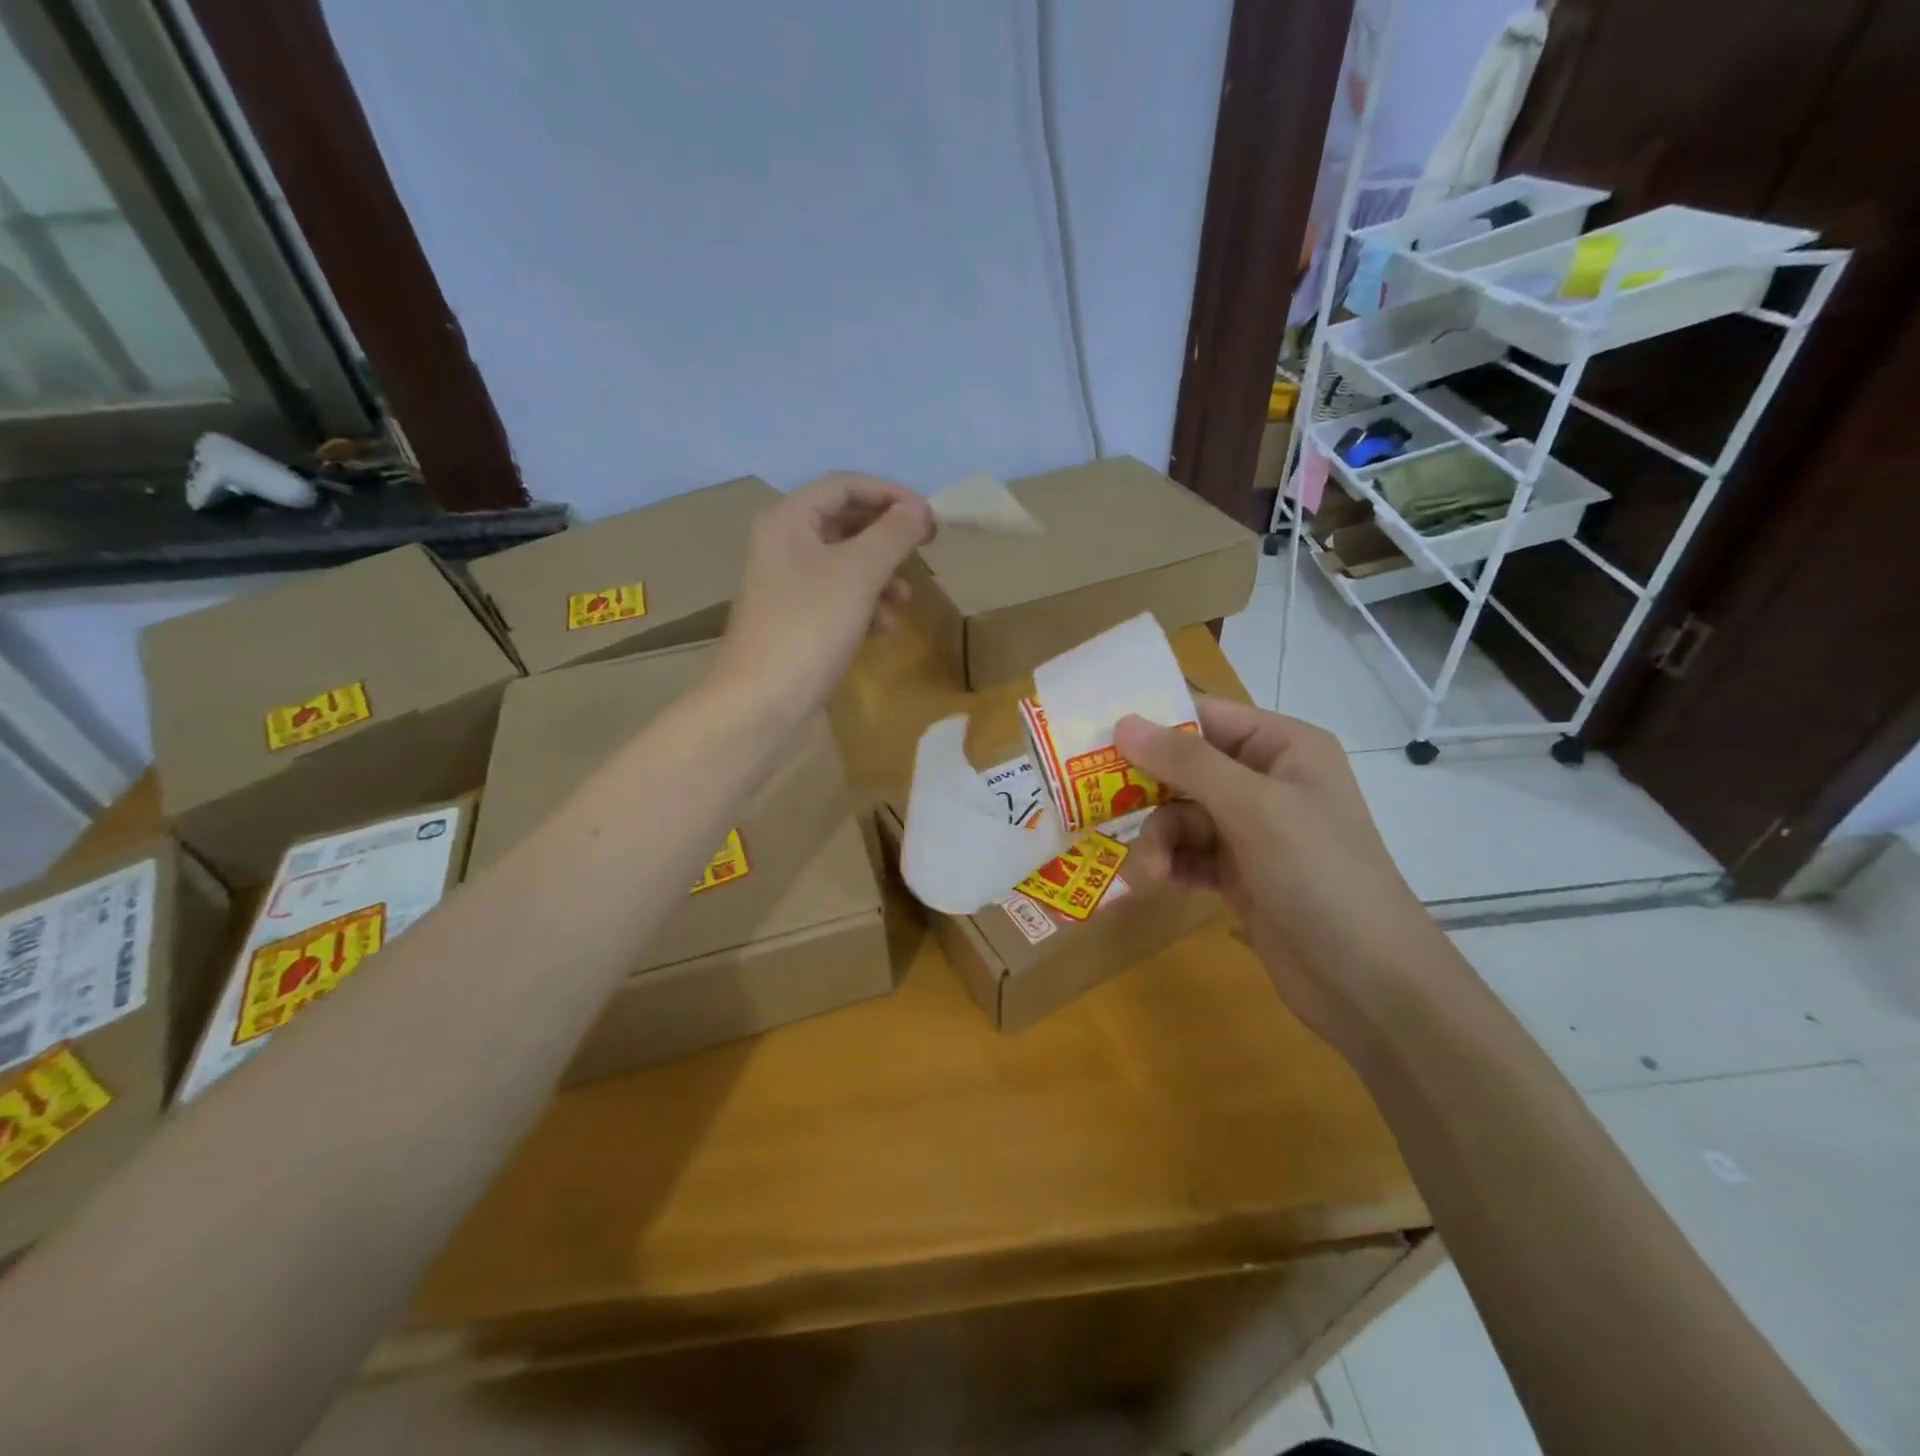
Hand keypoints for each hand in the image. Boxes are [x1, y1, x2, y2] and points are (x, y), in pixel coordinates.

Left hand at [712, 472, 934, 714]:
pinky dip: (864, 605)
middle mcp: (782, 545)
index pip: (843, 485)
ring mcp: (786, 586)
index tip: (928, 515)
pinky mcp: (795, 621)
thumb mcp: (859, 572)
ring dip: (880, 576)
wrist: (764, 702)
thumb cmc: (810, 626)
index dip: (889, 493)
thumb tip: (919, 508)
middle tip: (924, 549)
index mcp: (788, 520)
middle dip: (886, 538)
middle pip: (844, 523)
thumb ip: (893, 534)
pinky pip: (837, 598)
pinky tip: (881, 629)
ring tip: (904, 601)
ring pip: (844, 564)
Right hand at [1115, 700, 1450, 1054]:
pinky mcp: (1240, 874)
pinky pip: (1189, 853)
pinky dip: (1172, 864)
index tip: (1098, 737)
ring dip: (1159, 838)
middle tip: (1102, 804)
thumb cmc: (1318, 874)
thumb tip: (1124, 721)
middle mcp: (1267, 781)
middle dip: (1149, 791)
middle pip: (1186, 768)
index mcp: (1283, 747)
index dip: (1153, 723)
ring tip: (1150, 870)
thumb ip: (1186, 762)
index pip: (1206, 716)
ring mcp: (1254, 830)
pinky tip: (1161, 883)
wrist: (1368, 983)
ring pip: (1181, 815)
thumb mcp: (1253, 808)